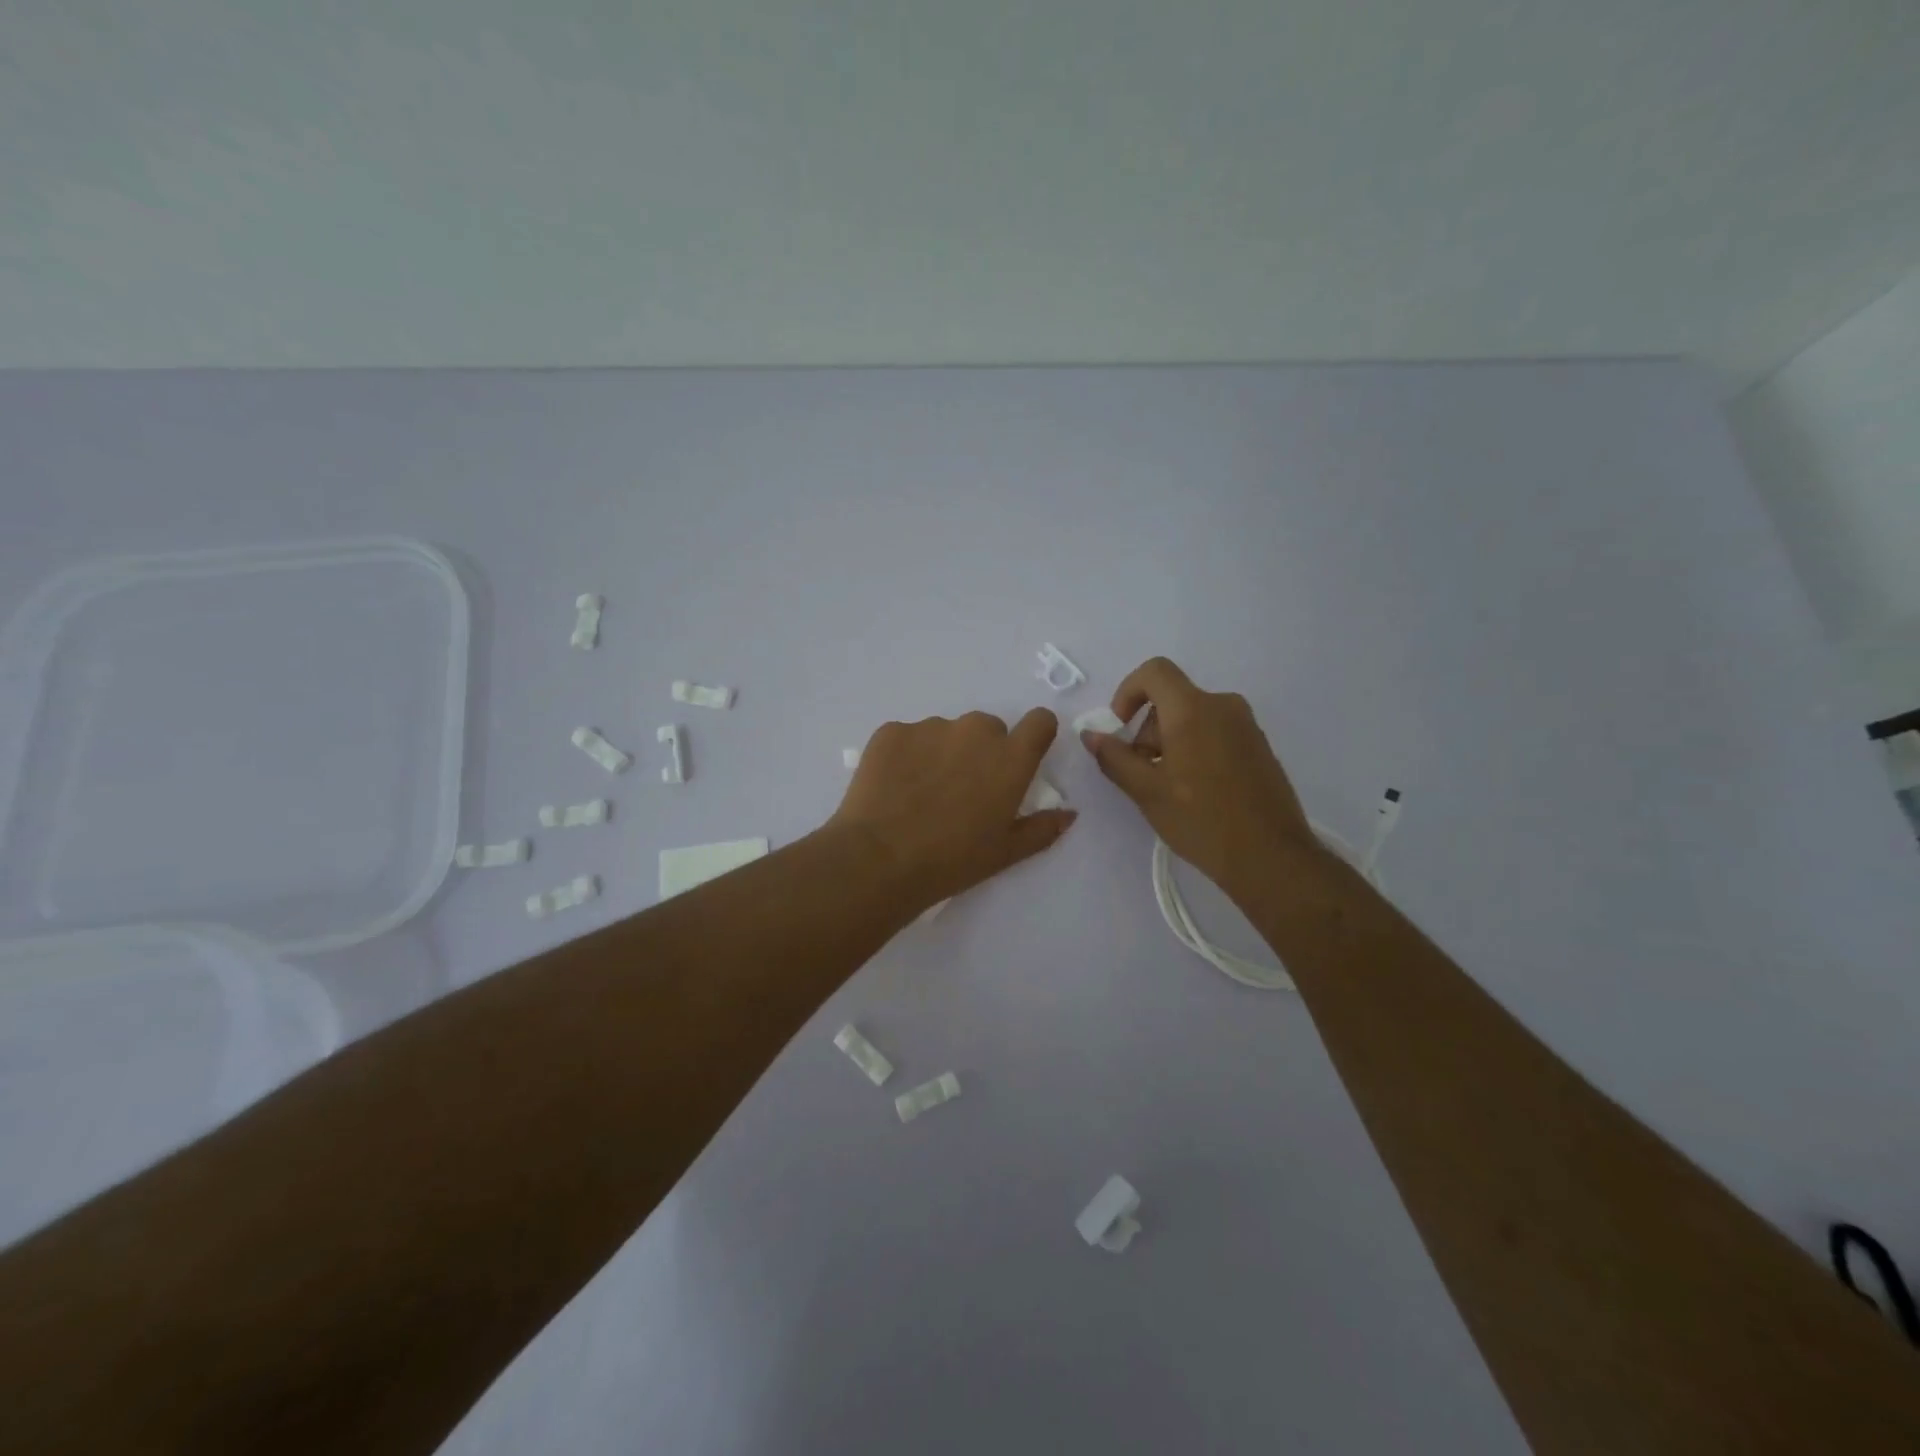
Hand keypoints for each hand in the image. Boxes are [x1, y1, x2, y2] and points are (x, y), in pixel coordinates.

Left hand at [832, 708, 1076, 910]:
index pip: (1040, 721)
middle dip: (981, 751)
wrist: (879, 859)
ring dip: (941, 752)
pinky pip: (907, 737)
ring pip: (945, 732)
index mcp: (1010, 758)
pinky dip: (905, 756)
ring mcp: (930, 727)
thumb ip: (1042, 828)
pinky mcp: (891, 731)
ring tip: (920, 794)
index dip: (1034, 735)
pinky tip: (893, 788)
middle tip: (962, 789)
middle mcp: (975, 730)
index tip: (1021, 756)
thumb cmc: (952, 861)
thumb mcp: (1005, 853)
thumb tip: (1069, 814)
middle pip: (988, 728)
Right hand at [1080, 657, 1323, 900]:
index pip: (1154, 671)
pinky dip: (1195, 749)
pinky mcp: (1259, 746)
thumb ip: (1114, 757)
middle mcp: (1223, 706)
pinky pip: (1215, 732)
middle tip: (1142, 773)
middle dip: (1147, 729)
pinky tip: (1196, 792)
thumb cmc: (1201, 820)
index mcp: (1194, 709)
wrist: (1270, 857)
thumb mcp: (1146, 791)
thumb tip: (1091, 734)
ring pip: (1193, 717)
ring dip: (1170, 742)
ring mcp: (1246, 726)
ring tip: (1168, 788)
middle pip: (1172, 699)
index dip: (1127, 692)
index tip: (1120, 728)